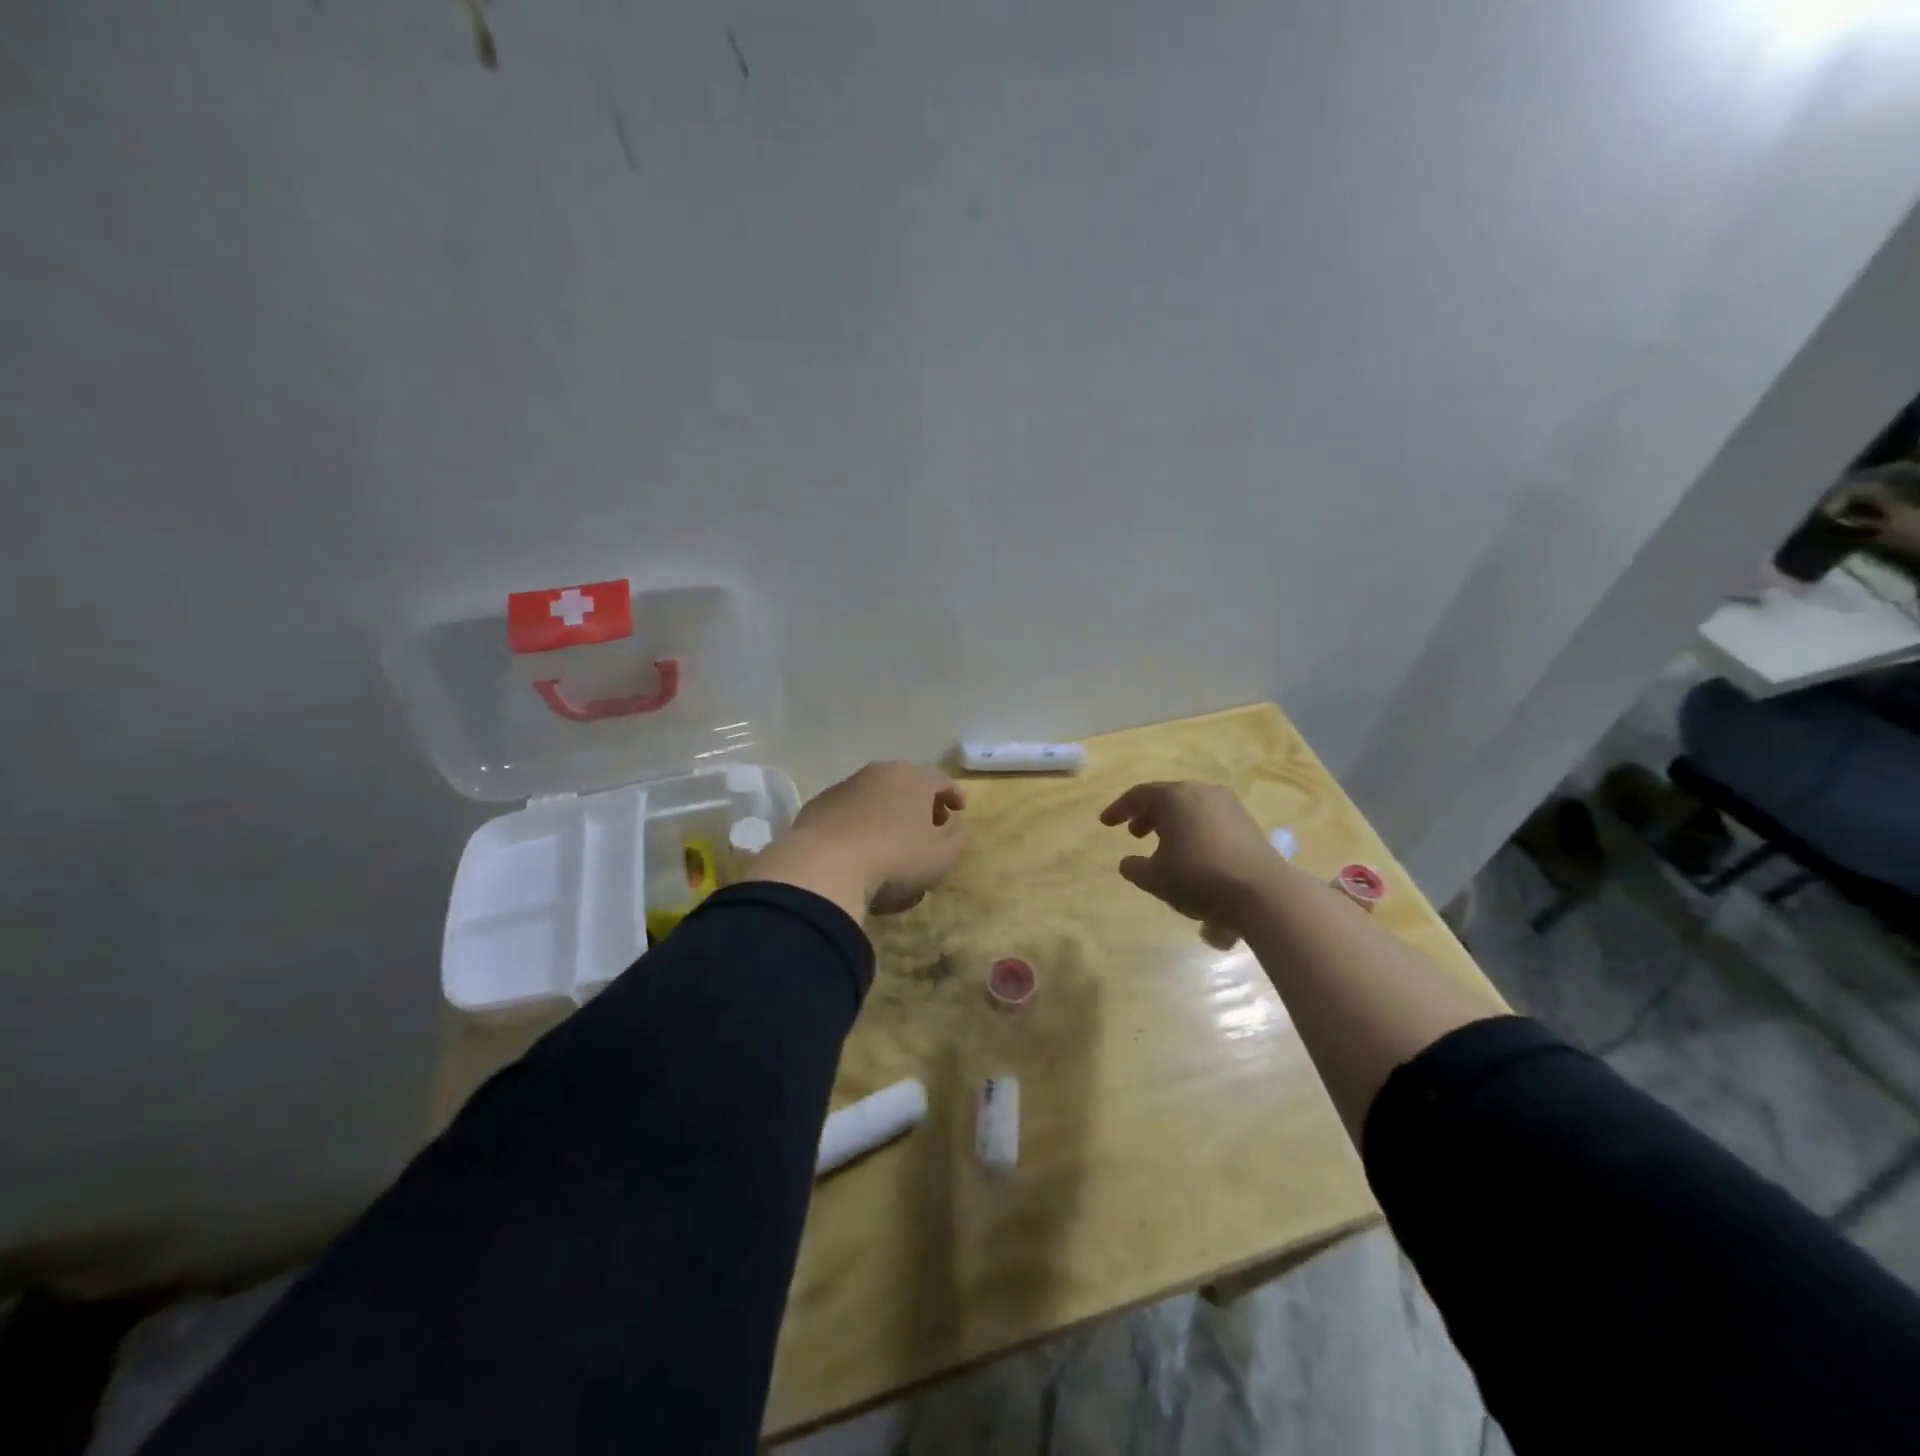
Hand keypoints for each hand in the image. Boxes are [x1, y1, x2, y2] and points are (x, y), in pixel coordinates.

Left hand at [752, 762, 967, 918]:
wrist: (823, 865)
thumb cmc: (894, 858)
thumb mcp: (943, 856)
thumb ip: (958, 837)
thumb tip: (955, 826)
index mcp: (913, 778)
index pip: (940, 779)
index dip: (953, 795)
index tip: (959, 811)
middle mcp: (879, 773)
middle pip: (907, 783)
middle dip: (920, 803)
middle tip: (928, 826)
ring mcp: (845, 786)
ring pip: (876, 795)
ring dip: (888, 812)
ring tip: (892, 840)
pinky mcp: (818, 805)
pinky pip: (849, 811)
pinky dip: (860, 823)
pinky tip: (859, 847)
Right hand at [1099, 781, 1282, 934]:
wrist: (1263, 893)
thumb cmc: (1199, 878)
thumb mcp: (1155, 878)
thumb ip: (1135, 868)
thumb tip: (1128, 863)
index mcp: (1175, 797)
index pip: (1138, 795)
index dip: (1119, 809)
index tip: (1106, 823)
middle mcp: (1202, 792)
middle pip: (1166, 797)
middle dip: (1147, 814)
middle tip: (1135, 834)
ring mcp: (1228, 805)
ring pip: (1190, 806)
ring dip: (1171, 822)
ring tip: (1162, 845)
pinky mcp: (1247, 823)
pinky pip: (1209, 818)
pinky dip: (1193, 829)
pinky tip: (1191, 853)